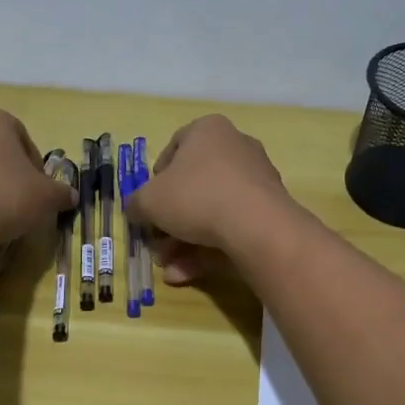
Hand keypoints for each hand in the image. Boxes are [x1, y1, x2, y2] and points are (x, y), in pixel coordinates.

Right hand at [127, 115, 296, 284]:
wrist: (256, 226)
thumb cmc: (196, 196)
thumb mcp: (150, 200)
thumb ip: (136, 204)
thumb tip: (134, 210)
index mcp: (208, 130)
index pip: (174, 148)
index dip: (155, 179)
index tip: (148, 204)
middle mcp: (236, 147)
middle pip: (194, 185)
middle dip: (170, 220)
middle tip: (157, 243)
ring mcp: (256, 179)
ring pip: (212, 211)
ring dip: (185, 241)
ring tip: (168, 267)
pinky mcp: (269, 210)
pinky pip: (231, 226)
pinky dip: (208, 249)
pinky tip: (185, 274)